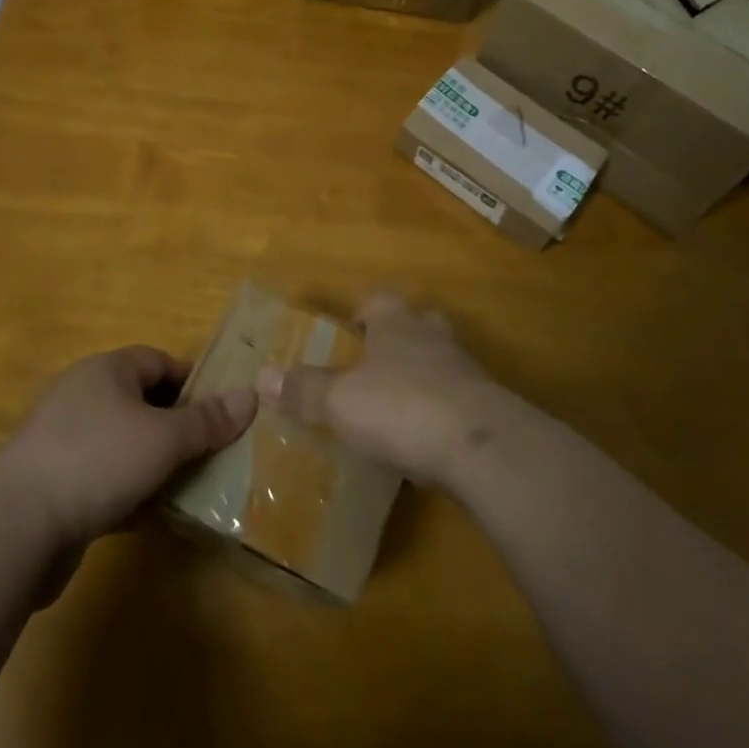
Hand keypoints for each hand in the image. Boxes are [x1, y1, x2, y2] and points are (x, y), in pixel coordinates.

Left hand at [0, 346, 256, 548]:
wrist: (13, 528)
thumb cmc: (97, 462)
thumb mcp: (164, 439)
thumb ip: (208, 420)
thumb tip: (251, 395)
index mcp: (106, 371)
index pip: (159, 362)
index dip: (193, 383)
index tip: (220, 412)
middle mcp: (81, 395)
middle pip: (141, 402)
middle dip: (175, 427)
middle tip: (208, 452)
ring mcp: (61, 440)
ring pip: (121, 443)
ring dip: (151, 463)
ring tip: (184, 487)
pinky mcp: (49, 483)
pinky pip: (100, 477)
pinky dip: (124, 491)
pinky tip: (145, 516)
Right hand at [257, 294, 504, 488]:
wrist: (482, 446)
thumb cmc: (402, 407)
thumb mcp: (341, 401)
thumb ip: (305, 389)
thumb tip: (263, 376)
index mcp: (396, 323)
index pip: (377, 301)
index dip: (360, 313)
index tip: (346, 331)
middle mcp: (431, 336)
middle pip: (414, 324)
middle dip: (395, 340)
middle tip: (372, 366)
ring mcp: (464, 370)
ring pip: (438, 361)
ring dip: (419, 377)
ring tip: (395, 408)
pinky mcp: (485, 407)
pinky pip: (455, 400)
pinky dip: (438, 413)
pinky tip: (424, 441)